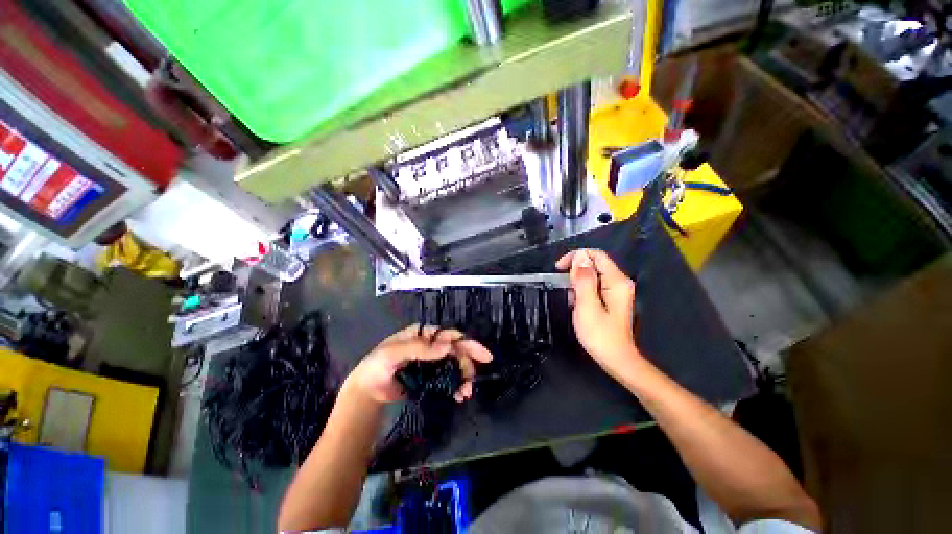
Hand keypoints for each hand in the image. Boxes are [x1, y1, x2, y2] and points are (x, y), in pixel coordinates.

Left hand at [343, 324, 492, 404]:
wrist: (367, 391)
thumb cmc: (377, 365)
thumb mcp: (393, 352)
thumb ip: (419, 348)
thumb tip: (446, 346)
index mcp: (424, 334)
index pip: (449, 335)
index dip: (467, 343)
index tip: (483, 355)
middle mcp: (430, 345)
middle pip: (455, 350)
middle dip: (468, 363)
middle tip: (474, 379)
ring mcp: (431, 362)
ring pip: (454, 365)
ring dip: (463, 377)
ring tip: (466, 393)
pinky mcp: (430, 377)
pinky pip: (447, 378)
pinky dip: (456, 386)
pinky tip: (459, 396)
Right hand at [556, 249, 641, 377]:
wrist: (615, 359)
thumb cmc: (600, 334)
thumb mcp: (587, 305)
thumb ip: (583, 279)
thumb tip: (580, 256)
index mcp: (616, 281)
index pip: (596, 255)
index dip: (576, 257)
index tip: (559, 268)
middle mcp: (619, 282)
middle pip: (595, 263)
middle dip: (576, 270)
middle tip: (564, 286)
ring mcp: (616, 290)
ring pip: (593, 274)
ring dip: (577, 281)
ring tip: (570, 298)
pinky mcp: (611, 298)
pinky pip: (594, 285)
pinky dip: (582, 290)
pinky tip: (576, 303)